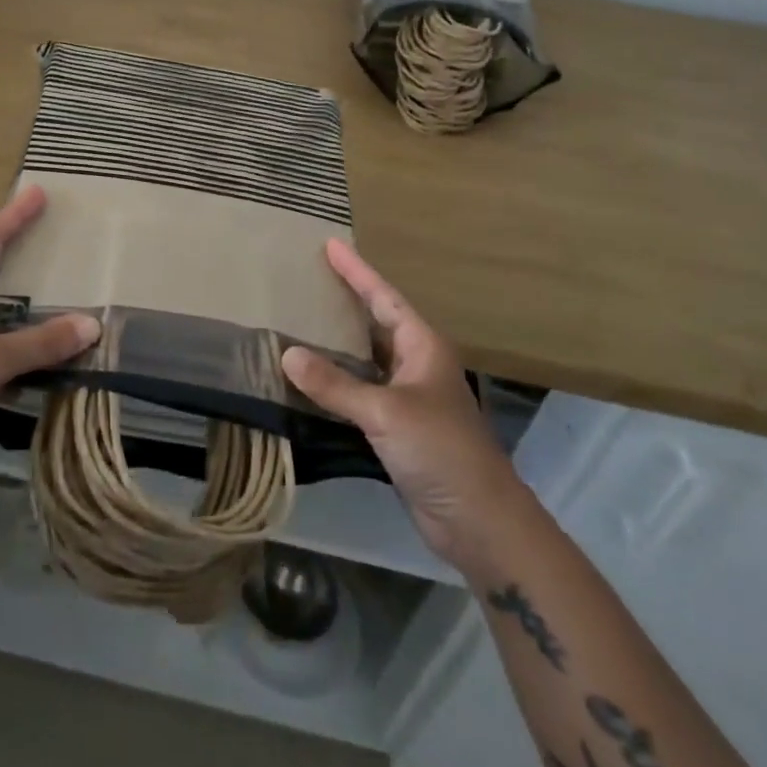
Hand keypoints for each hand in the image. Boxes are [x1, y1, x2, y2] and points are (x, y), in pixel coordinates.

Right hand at [282, 241, 519, 571]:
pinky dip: (335, 382)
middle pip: (375, 322)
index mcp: (422, 346)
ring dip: (336, 343)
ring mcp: (406, 397)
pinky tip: (308, 377)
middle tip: (308, 277)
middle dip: (345, 300)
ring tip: (299, 319)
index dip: (357, 271)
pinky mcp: (396, 428)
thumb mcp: (386, 411)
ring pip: (365, 359)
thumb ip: (336, 385)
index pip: (384, 297)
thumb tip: (287, 354)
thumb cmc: (441, 450)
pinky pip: (359, 392)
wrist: (479, 522)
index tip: (330, 244)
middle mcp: (415, 364)